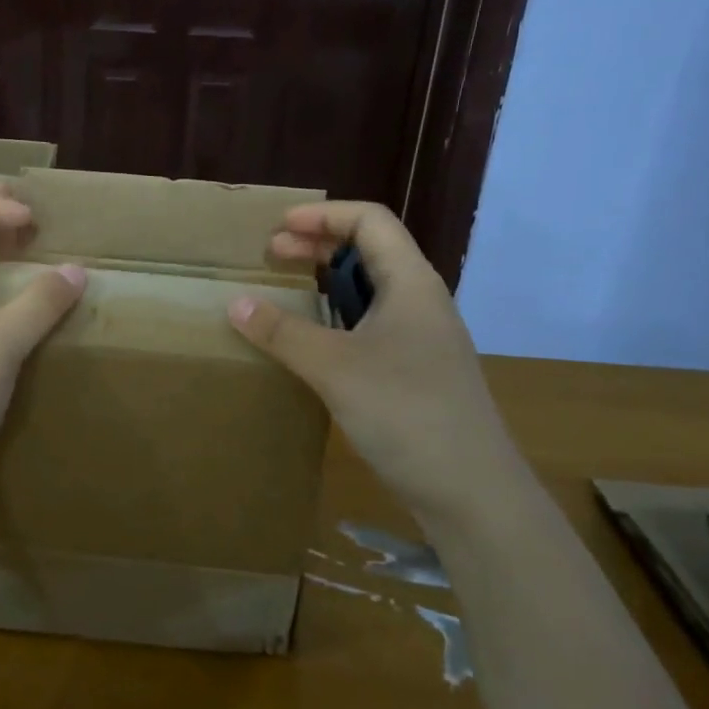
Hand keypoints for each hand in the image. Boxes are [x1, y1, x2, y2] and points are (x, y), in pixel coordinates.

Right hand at [227, 201, 524, 525]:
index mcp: (411, 283)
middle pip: (370, 250)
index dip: (323, 215)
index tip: (278, 229)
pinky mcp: (417, 371)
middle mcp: (421, 301)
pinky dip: (338, 318)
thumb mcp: (335, 367)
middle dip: (318, 245)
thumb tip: (236, 303)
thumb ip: (283, 332)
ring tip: (286, 291)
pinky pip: (372, 325)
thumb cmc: (406, 413)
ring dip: (327, 282)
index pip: (370, 221)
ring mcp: (422, 338)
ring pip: (371, 290)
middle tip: (272, 257)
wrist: (472, 492)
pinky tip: (313, 341)